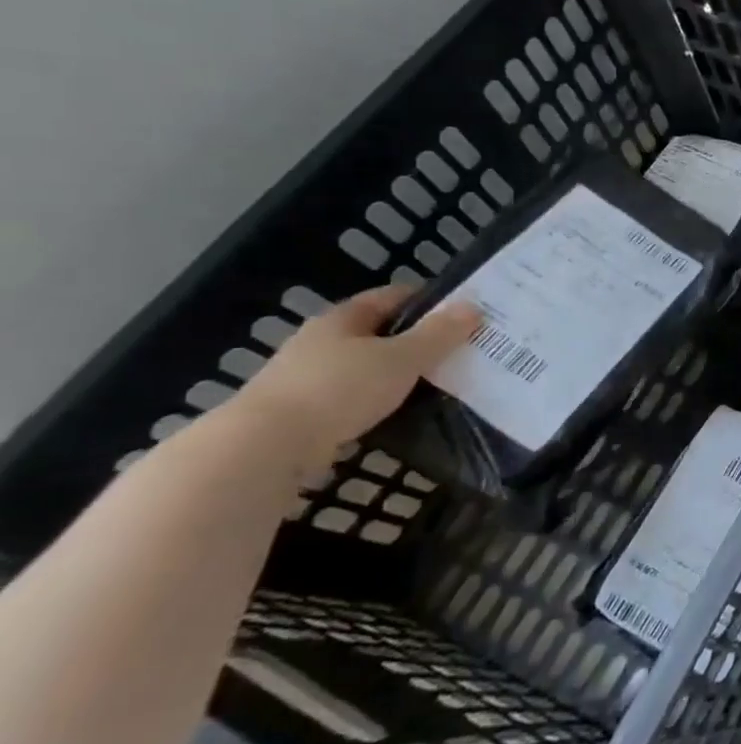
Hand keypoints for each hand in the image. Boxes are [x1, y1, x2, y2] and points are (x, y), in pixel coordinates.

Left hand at [235, 285, 479, 457]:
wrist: (265, 447)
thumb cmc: (338, 389)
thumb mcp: (401, 358)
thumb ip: (439, 334)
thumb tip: (473, 306)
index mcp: (341, 319)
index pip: (392, 296)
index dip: (428, 300)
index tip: (464, 312)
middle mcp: (321, 342)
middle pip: (379, 332)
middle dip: (418, 339)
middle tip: (461, 350)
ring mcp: (308, 378)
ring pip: (367, 367)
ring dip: (399, 373)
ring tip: (440, 383)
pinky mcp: (304, 414)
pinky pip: (355, 398)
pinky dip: (381, 401)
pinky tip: (403, 412)